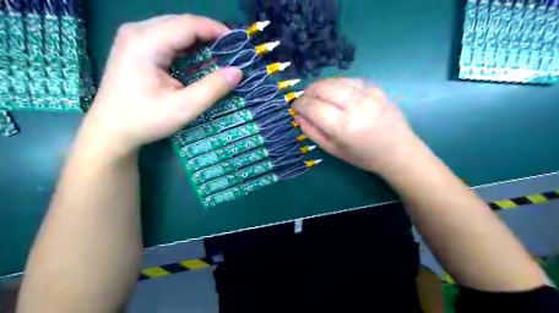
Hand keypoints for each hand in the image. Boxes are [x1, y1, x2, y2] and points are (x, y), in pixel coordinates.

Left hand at [83, 15, 242, 155]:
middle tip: (232, 52)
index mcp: (146, 42)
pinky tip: (199, 59)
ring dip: (199, 40)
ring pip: (175, 29)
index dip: (216, 30)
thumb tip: (238, 72)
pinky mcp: (136, 47)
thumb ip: (212, 88)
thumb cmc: (145, 120)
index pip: (188, 24)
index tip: (238, 45)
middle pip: (181, 23)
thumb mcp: (183, 108)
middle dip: (209, 34)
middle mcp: (137, 32)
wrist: (110, 130)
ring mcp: (134, 38)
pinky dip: (187, 47)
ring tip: (220, 55)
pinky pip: (167, 38)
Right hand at [293, 79, 418, 174]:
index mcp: (344, 127)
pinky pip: (349, 80)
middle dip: (307, 92)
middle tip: (304, 100)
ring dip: (320, 86)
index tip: (295, 107)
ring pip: (334, 80)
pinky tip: (334, 93)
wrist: (398, 151)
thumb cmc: (363, 156)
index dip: (299, 104)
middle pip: (322, 88)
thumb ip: (312, 132)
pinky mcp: (376, 88)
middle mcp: (355, 106)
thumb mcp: (333, 150)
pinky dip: (336, 84)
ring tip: (316, 96)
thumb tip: (297, 115)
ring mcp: (368, 94)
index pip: (312, 107)